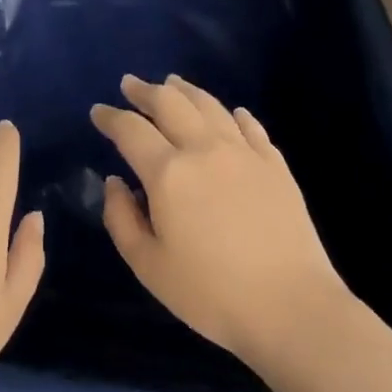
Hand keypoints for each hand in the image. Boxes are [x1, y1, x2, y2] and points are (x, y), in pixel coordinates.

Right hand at [93, 74, 347, 371]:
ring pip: (209, 106)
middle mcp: (204, 149)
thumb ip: (122, 219)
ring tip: (172, 83)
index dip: (110, 117)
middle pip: (170, 103)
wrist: (293, 308)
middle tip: (130, 85)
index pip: (130, 130)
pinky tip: (232, 113)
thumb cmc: (211, 294)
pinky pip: (251, 127)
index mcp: (168, 172)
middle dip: (145, 91)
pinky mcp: (275, 166)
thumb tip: (114, 182)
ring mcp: (244, 153)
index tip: (98, 112)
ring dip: (185, 91)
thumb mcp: (149, 266)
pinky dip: (235, 115)